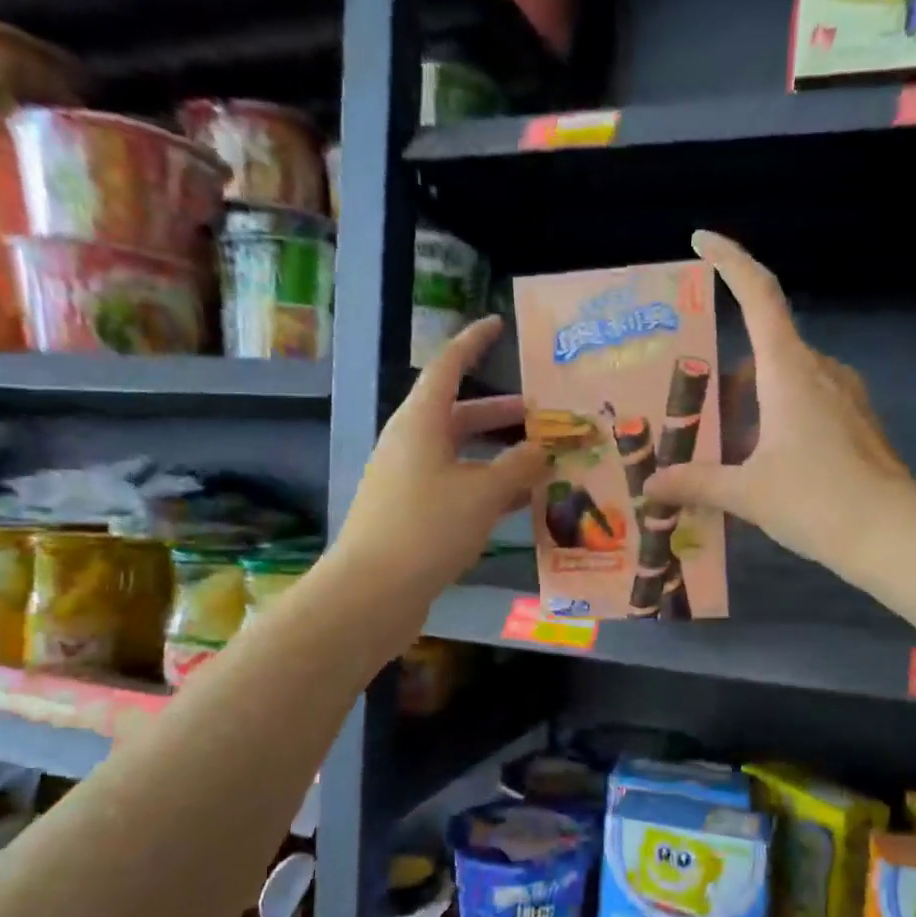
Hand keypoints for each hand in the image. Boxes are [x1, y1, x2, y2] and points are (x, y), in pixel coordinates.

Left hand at [335, 318, 546, 605]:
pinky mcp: (413, 514)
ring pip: (461, 455)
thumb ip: (518, 468)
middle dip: (500, 413)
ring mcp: (409, 481)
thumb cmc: (427, 528)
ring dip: (499, 455)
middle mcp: (411, 444)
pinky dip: (487, 488)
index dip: (472, 343)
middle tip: (542, 413)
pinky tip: (519, 504)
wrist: (372, 592)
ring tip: (542, 461)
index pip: (447, 367)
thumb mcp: (483, 494)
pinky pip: (456, 487)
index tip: (497, 324)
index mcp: (420, 423)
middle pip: (459, 415)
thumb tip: (542, 449)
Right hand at [643, 231, 915, 576]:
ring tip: (723, 449)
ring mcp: (845, 396)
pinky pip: (808, 405)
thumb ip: (696, 482)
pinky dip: (777, 420)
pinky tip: (763, 465)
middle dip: (727, 377)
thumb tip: (650, 486)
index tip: (701, 241)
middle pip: (765, 348)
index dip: (731, 260)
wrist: (894, 537)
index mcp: (789, 370)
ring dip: (752, 404)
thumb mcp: (746, 493)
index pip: (759, 294)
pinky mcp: (858, 423)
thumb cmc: (816, 501)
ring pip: (786, 381)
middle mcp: (820, 370)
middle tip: (694, 411)